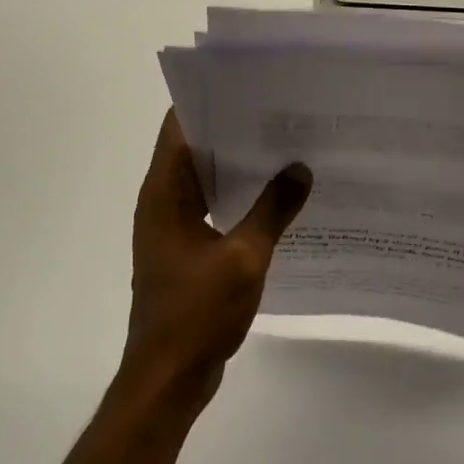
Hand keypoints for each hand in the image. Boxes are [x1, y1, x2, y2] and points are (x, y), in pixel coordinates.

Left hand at [122, 111, 311, 415]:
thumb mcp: (244, 258)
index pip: (180, 126)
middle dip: (235, 130)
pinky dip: (238, 197)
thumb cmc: (197, 313)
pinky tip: (276, 198)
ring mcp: (173, 227)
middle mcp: (163, 201)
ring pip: (206, 179)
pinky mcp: (186, 250)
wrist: (168, 378)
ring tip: (285, 147)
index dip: (210, 100)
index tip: (250, 85)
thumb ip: (273, 210)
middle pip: (196, 148)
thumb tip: (300, 169)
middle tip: (281, 113)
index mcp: (164, 193)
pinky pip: (213, 208)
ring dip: (239, 165)